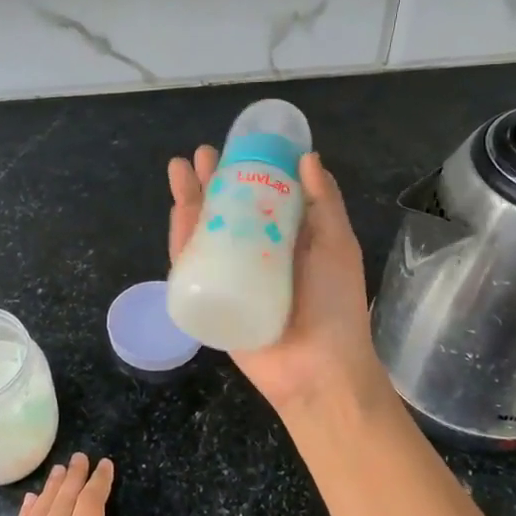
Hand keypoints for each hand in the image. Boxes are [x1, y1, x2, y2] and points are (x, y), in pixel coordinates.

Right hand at [168, 146, 383, 413]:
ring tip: (180, 171)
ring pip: (203, 234)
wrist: (318, 370)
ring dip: (190, 202)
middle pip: (226, 211)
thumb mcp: (338, 246)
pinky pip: (190, 267)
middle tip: (200, 156)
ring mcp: (230, 278)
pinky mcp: (210, 301)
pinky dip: (181, 239)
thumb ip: (323, 204)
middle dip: (211, 182)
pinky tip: (178, 212)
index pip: (261, 198)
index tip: (236, 145)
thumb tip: (307, 157)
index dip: (247, 171)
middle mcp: (255, 255)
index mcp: (286, 240)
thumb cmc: (335, 306)